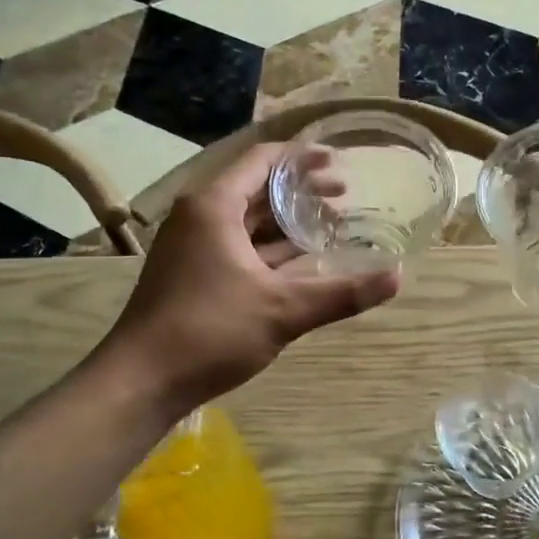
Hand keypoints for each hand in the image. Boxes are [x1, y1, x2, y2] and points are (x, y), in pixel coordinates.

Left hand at [98, 144, 400, 409]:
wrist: (141, 382)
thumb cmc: (210, 332)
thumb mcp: (284, 310)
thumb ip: (342, 292)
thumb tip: (396, 277)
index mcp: (214, 206)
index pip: (263, 160)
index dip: (303, 157)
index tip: (340, 163)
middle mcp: (199, 217)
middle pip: (255, 188)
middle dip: (300, 190)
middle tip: (344, 196)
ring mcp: (193, 247)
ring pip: (247, 221)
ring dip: (286, 221)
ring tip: (330, 225)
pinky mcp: (192, 275)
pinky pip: (238, 247)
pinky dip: (269, 248)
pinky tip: (301, 262)